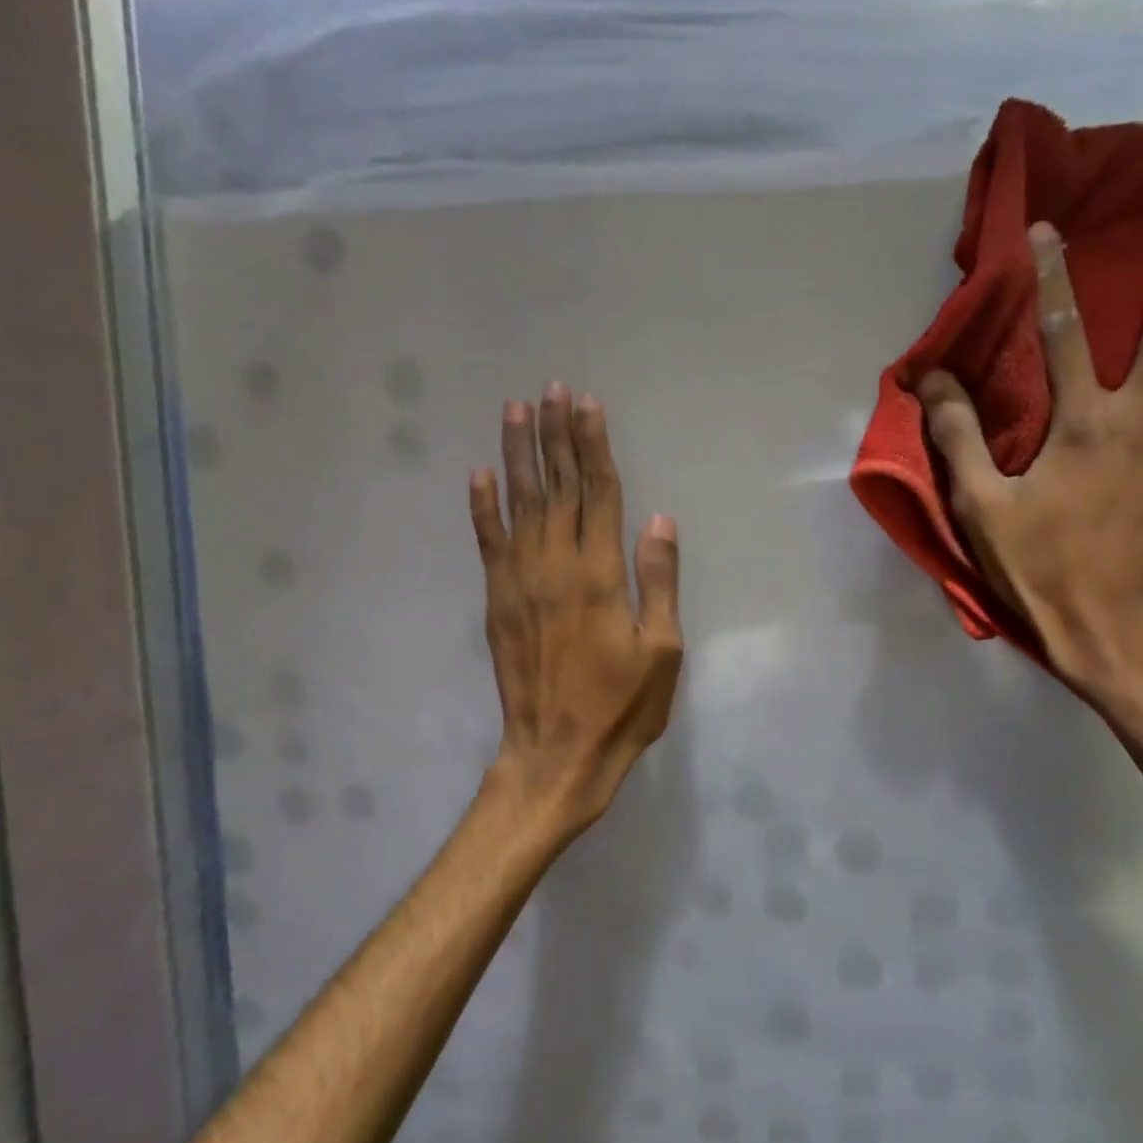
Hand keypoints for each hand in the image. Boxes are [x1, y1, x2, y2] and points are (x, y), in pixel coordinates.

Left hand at [470, 384, 682, 836]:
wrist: (557, 752)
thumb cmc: (622, 706)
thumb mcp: (663, 650)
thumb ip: (659, 581)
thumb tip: (659, 520)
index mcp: (600, 575)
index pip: (598, 494)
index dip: (593, 447)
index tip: (588, 405)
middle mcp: (556, 566)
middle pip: (557, 487)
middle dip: (556, 436)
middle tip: (553, 390)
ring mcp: (519, 582)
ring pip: (519, 503)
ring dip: (518, 454)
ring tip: (517, 410)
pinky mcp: (497, 601)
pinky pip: (487, 543)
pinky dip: (482, 507)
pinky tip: (480, 473)